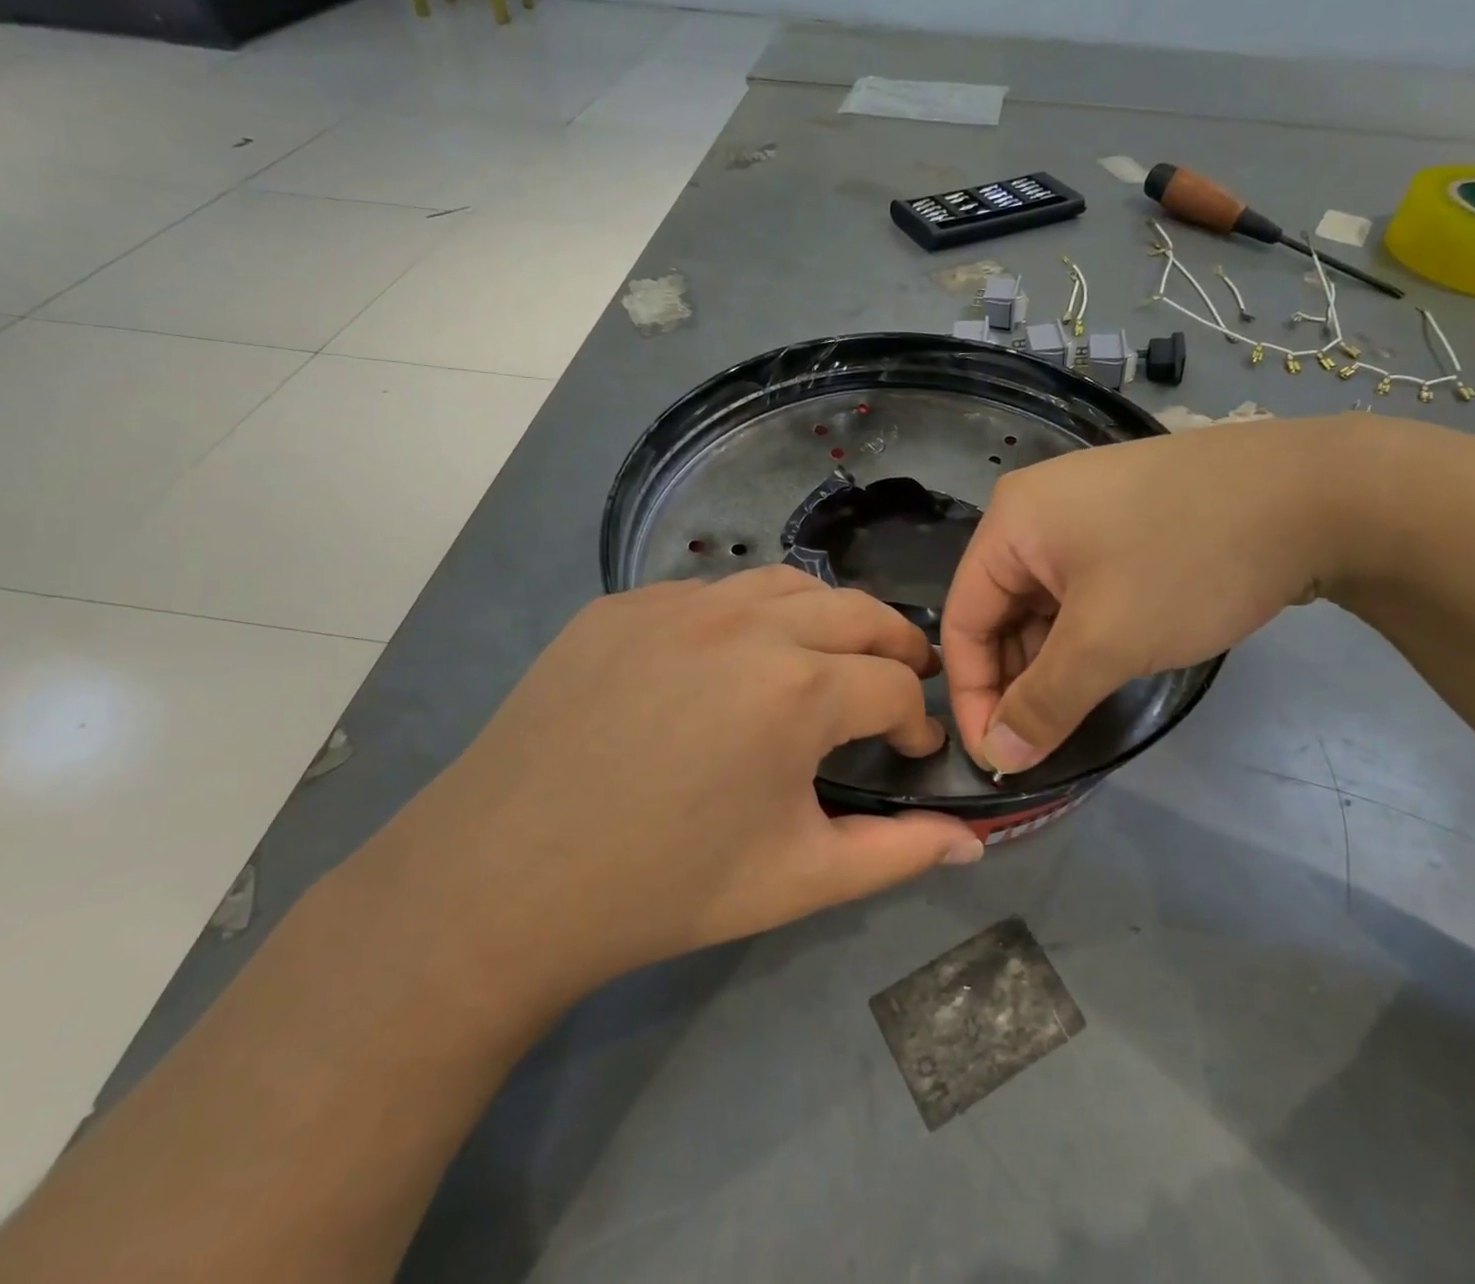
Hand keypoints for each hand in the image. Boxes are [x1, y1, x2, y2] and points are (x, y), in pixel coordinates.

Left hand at [380, 566, 982, 1025]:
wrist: (500, 881)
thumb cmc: (663, 888)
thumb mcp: (798, 880)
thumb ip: (899, 854)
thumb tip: (974, 841)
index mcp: (799, 690)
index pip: (896, 686)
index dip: (917, 722)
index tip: (909, 752)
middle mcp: (747, 622)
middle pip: (859, 612)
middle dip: (896, 647)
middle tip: (900, 684)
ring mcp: (678, 602)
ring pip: (788, 585)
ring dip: (827, 620)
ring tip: (828, 660)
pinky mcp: (624, 603)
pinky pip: (711, 594)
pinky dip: (747, 618)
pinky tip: (730, 664)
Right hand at [941, 415, 1362, 773]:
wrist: (1319, 494)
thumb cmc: (1188, 562)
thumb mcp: (1106, 642)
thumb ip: (1043, 704)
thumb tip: (999, 758)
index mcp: (1010, 522)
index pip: (962, 620)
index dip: (972, 694)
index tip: (999, 757)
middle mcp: (1035, 510)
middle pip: (1000, 611)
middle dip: (1016, 680)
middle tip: (1040, 741)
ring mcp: (1084, 512)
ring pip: (1044, 604)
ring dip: (1053, 661)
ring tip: (1075, 711)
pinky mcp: (1126, 523)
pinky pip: (1081, 589)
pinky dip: (1085, 634)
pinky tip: (1107, 665)